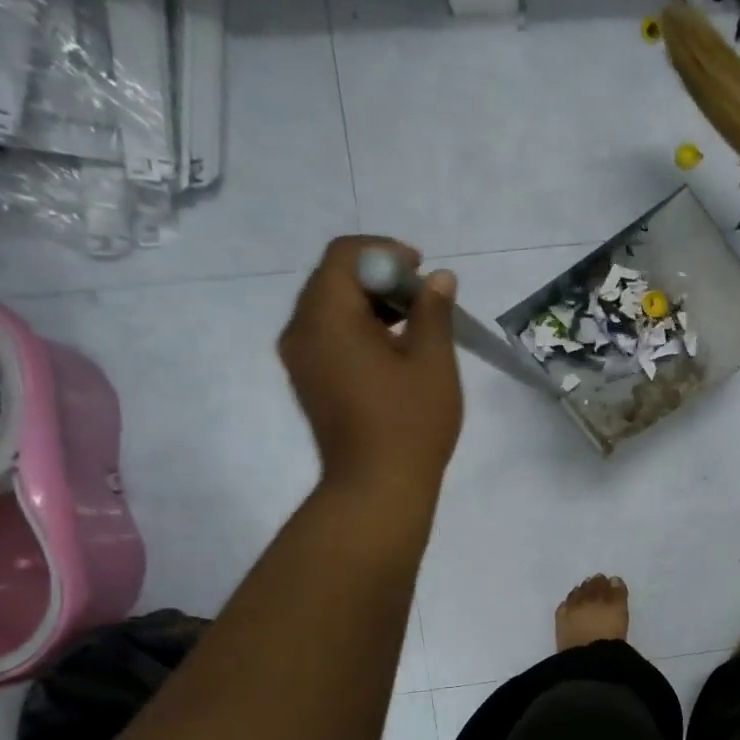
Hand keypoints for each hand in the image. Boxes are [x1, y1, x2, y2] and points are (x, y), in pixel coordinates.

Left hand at [280, 236, 462, 495]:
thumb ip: (434, 311)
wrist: (376, 488)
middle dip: (379, 277)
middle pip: (333, 279)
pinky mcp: (308, 381)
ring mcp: (300, 358)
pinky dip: (358, 330)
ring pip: (330, 309)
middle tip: (423, 298)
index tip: (421, 269)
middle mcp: (301, 330)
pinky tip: (393, 352)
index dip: (384, 251)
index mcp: (326, 317)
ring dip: (370, 305)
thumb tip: (438, 279)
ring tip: (414, 326)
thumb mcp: (433, 362)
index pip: (344, 255)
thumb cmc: (410, 423)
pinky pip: (328, 337)